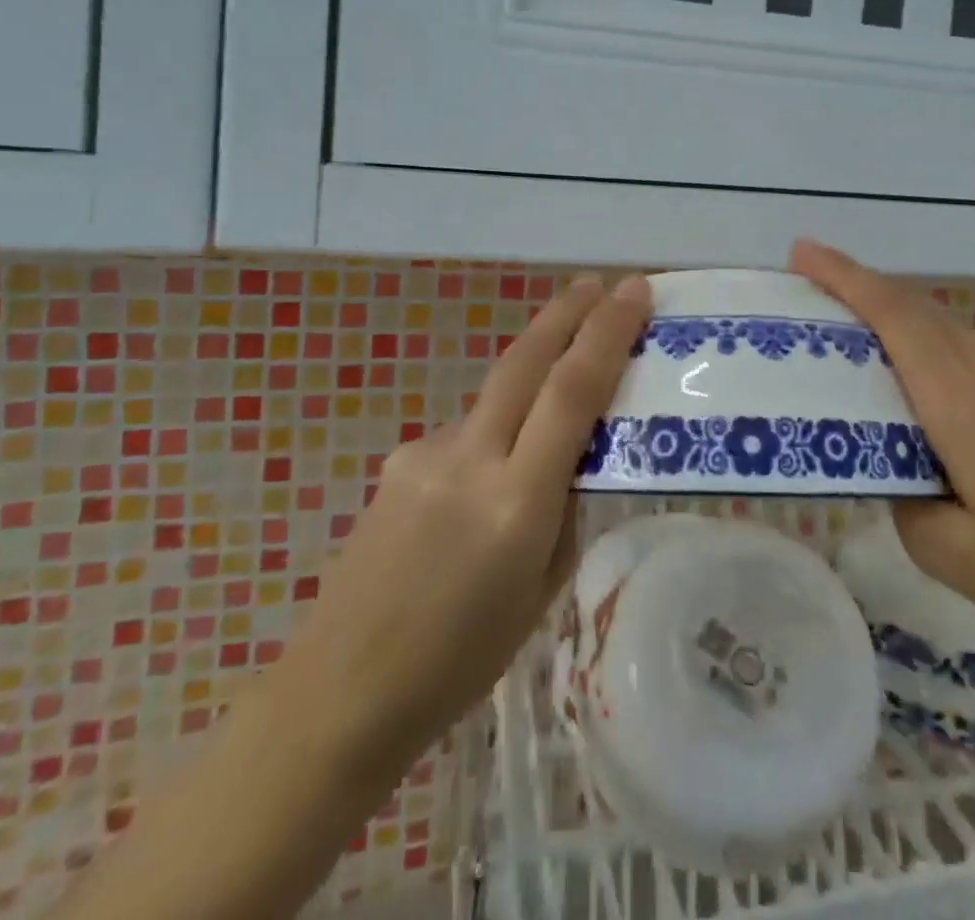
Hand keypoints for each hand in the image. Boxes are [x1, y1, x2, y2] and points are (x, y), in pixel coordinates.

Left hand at [276, 274, 652, 778]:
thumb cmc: (460, 661)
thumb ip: (562, 510)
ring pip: (496, 395)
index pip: (571, 392)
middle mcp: (469, 460)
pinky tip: (484, 485)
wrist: (340, 691)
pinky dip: (493, 435)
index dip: (606, 334)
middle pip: (525, 361)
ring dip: (532, 377)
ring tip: (553, 407)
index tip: (633, 291)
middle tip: (598, 282)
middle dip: (566, 313)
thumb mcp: (541, 590)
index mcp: (516, 502)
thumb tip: (570, 458)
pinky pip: (465, 433)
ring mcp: (425, 454)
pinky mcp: (398, 460)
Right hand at [791, 240, 974, 650]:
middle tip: (806, 287)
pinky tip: (909, 375)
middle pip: (912, 307)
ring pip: (939, 323)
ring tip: (844, 328)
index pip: (893, 317)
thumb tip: (889, 469)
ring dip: (888, 311)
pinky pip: (960, 346)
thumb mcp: (952, 554)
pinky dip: (919, 337)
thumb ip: (901, 502)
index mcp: (959, 400)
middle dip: (855, 285)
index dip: (844, 277)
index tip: (801, 252)